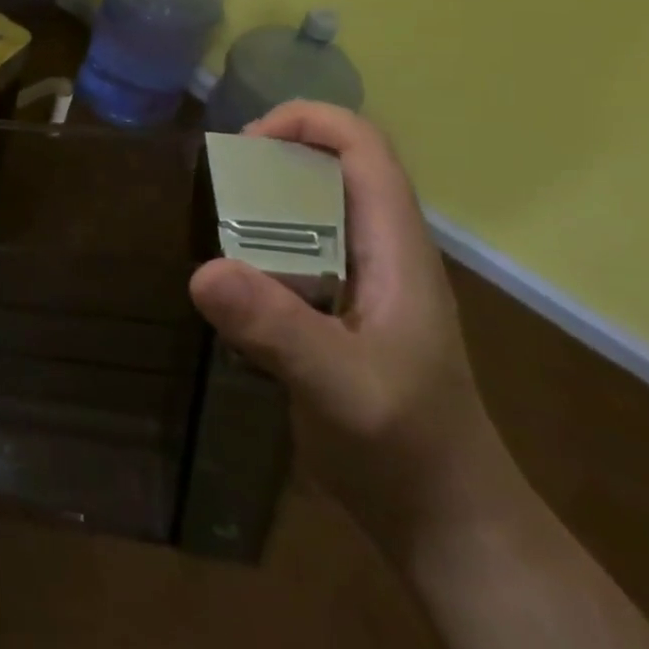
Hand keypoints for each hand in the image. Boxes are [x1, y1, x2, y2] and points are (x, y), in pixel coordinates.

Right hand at [189, 102, 514, 552]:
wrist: (445, 526)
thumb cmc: (408, 450)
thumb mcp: (342, 388)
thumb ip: (278, 329)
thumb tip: (203, 271)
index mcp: (397, 249)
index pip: (364, 149)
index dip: (308, 123)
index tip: (244, 146)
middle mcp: (380, 252)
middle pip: (332, 169)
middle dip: (273, 160)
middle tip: (216, 187)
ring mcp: (360, 283)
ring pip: (310, 211)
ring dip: (261, 204)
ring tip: (212, 225)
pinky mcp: (337, 312)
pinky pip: (294, 253)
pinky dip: (257, 247)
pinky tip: (229, 281)